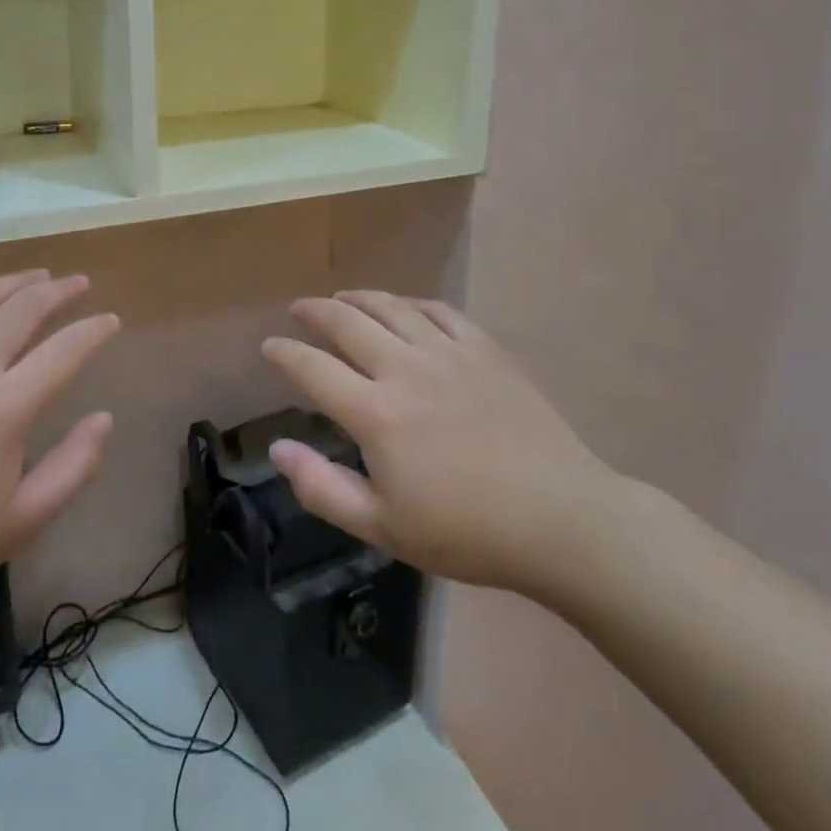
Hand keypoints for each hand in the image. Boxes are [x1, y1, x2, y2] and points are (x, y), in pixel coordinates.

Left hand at [0, 271, 118, 655]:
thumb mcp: (22, 521)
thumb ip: (73, 466)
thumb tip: (104, 418)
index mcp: (4, 409)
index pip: (65, 351)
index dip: (94, 330)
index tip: (111, 320)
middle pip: (23, 309)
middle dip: (59, 291)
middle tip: (78, 284)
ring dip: (13, 282)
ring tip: (37, 276)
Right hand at [261, 291, 631, 609]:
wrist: (560, 520)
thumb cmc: (467, 533)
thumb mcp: (383, 528)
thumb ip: (322, 488)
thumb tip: (278, 447)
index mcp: (376, 413)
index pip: (313, 368)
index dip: (284, 353)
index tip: (269, 346)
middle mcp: (406, 369)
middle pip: (347, 323)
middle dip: (316, 311)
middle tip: (299, 309)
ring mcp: (448, 353)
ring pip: (391, 307)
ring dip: (359, 298)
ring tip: (342, 298)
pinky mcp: (485, 350)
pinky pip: (439, 311)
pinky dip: (412, 304)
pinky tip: (405, 308)